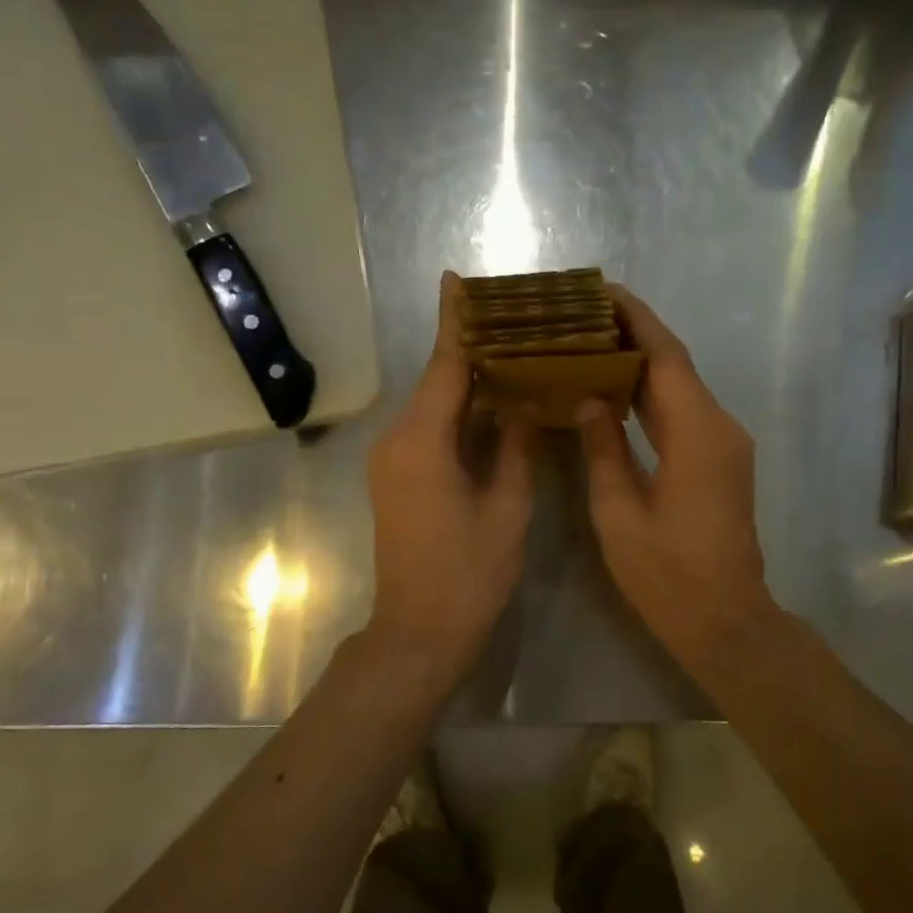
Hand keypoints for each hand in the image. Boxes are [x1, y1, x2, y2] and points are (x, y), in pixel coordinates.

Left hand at [366, 272, 535, 674]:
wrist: (419, 633)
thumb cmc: (469, 574)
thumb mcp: (507, 507)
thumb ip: (514, 447)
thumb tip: (520, 405)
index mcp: (423, 440)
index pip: (445, 366)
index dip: (456, 322)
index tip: (456, 279)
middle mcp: (398, 440)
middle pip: (438, 381)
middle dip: (471, 349)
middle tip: (513, 320)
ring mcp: (393, 460)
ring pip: (434, 406)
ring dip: (467, 383)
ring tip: (512, 354)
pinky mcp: (398, 478)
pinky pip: (430, 430)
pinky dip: (459, 413)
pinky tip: (493, 405)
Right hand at [579, 288, 775, 671]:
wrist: (725, 620)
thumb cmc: (666, 573)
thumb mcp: (619, 512)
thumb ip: (604, 447)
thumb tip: (589, 398)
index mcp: (696, 433)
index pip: (666, 356)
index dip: (635, 318)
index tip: (602, 291)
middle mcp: (719, 426)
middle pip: (676, 364)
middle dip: (634, 333)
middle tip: (584, 314)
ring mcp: (725, 444)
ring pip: (681, 386)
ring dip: (642, 362)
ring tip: (592, 341)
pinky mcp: (721, 460)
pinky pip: (685, 411)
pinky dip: (652, 394)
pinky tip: (617, 390)